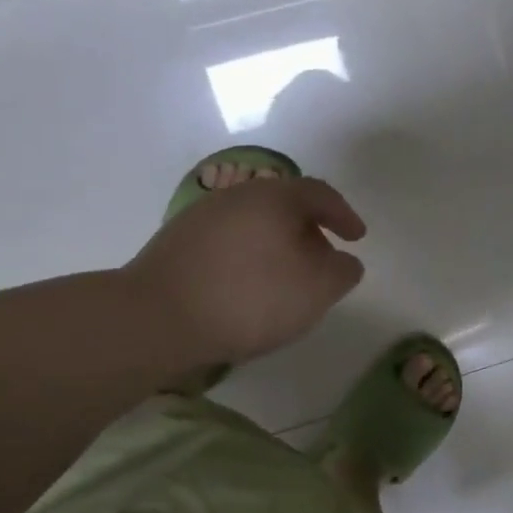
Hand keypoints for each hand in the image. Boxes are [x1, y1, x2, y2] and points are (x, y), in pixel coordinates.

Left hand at [123, 175, 366, 365]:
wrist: (155, 319)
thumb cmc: (249, 298)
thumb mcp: (317, 290)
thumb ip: (343, 272)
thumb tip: (344, 261)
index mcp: (275, 197)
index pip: (320, 194)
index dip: (344, 215)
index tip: (358, 238)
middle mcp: (237, 196)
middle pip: (285, 205)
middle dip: (310, 231)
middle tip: (324, 260)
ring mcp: (201, 217)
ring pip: (254, 224)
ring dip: (278, 245)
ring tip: (287, 278)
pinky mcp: (176, 243)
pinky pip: (228, 242)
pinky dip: (249, 257)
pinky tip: (248, 288)